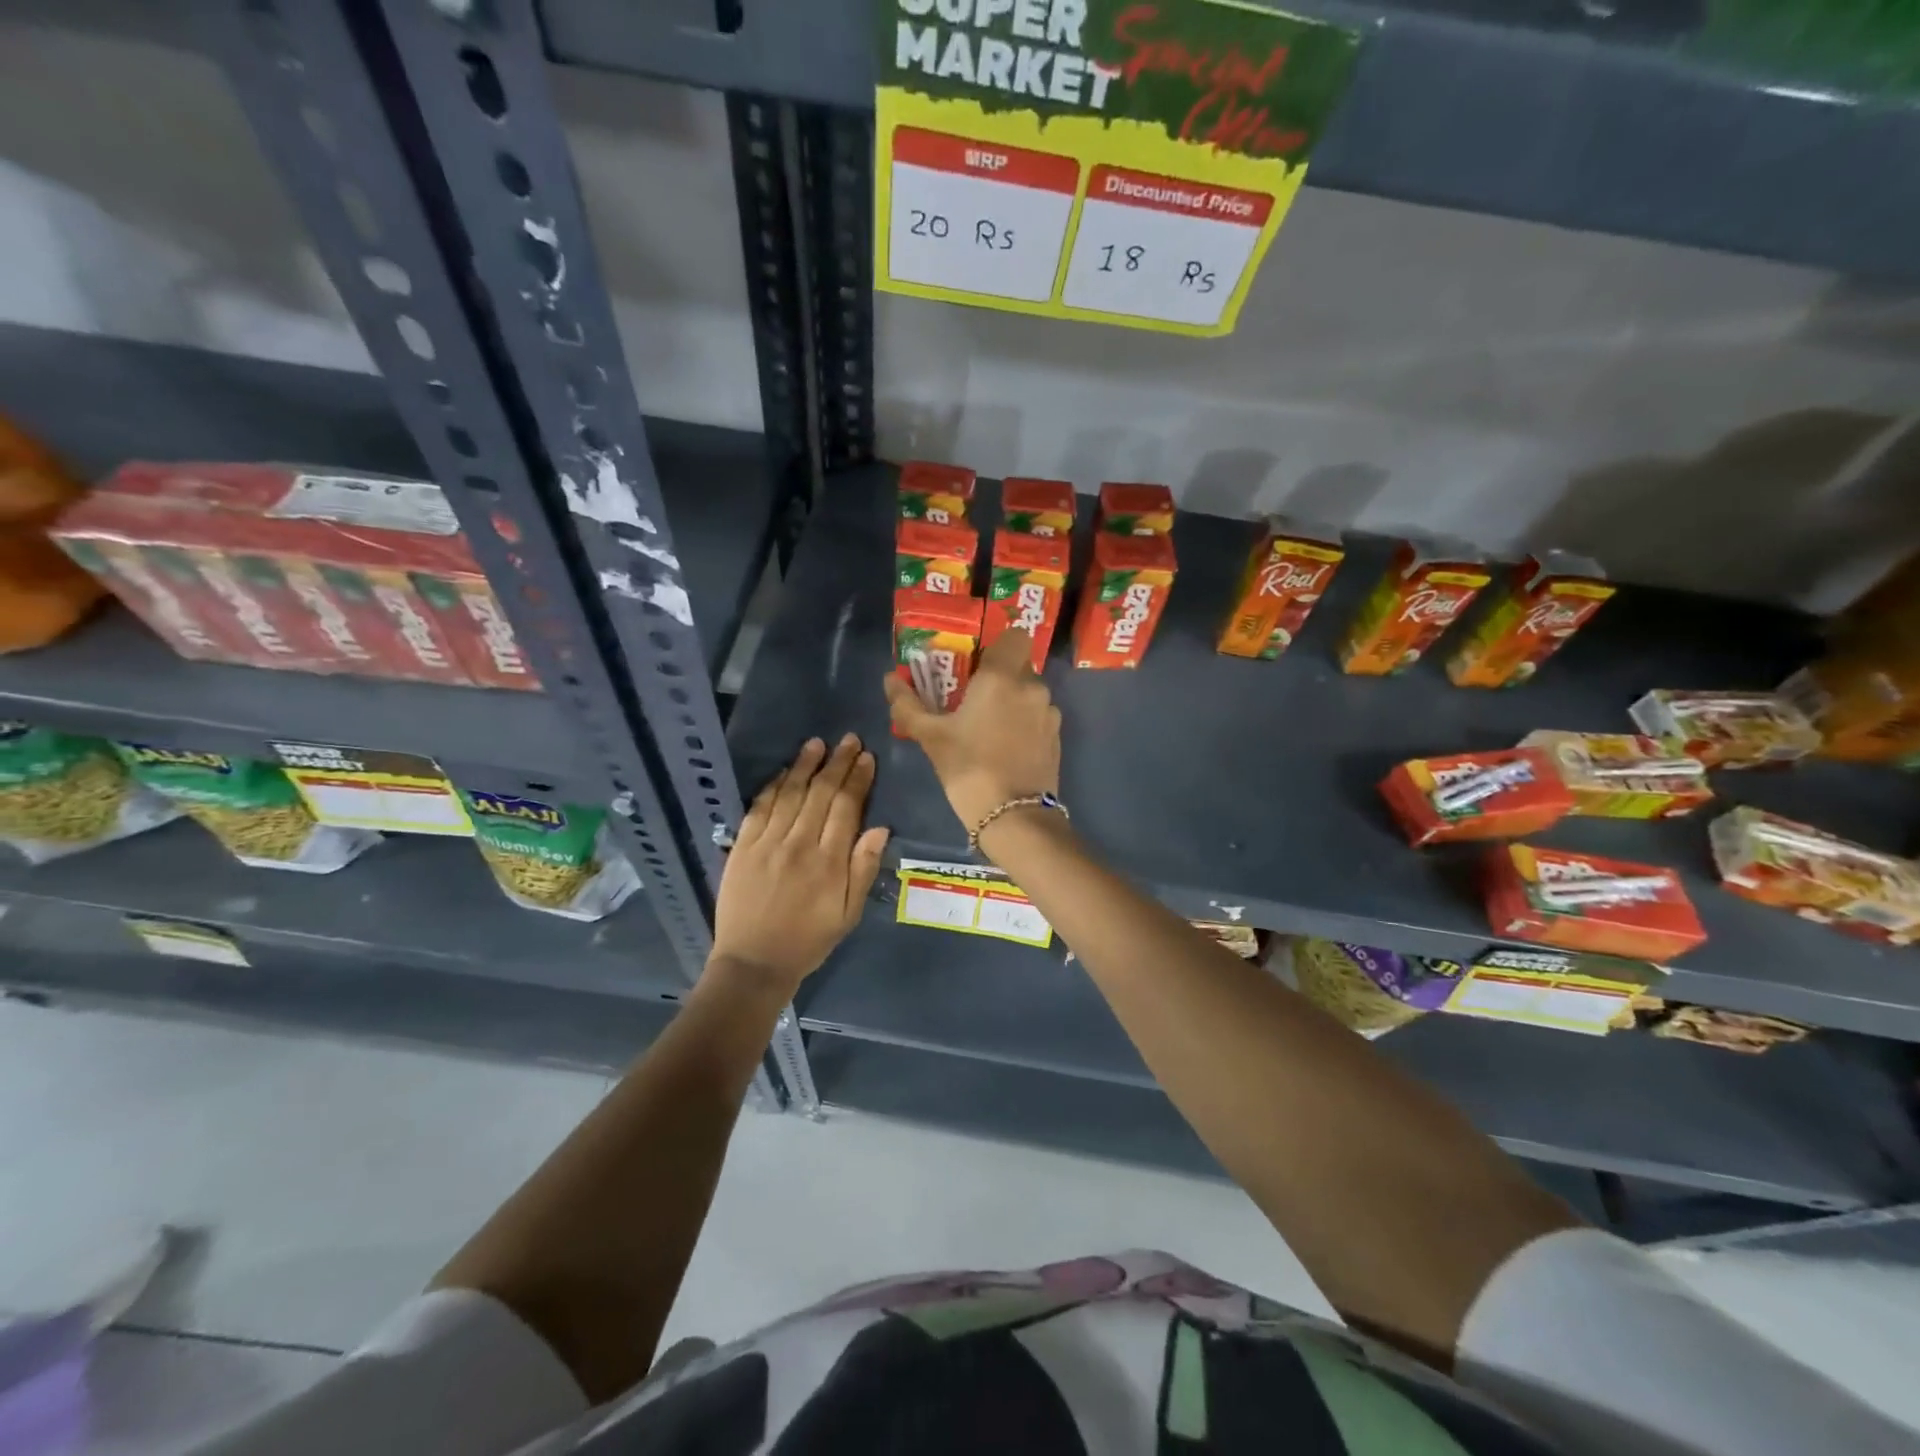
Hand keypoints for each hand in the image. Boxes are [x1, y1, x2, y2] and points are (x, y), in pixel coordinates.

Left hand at [709, 735, 888, 995]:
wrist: (753, 962)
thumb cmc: (809, 940)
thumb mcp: (848, 914)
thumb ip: (863, 869)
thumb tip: (880, 828)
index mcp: (828, 862)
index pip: (847, 807)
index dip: (858, 779)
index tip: (867, 758)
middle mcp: (798, 844)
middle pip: (821, 793)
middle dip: (837, 763)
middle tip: (849, 740)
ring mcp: (767, 843)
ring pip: (790, 793)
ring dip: (805, 765)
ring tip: (818, 743)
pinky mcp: (742, 847)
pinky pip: (760, 807)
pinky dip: (774, 786)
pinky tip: (785, 771)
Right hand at [884, 627, 1061, 833]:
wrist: (1014, 817)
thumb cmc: (969, 768)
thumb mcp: (930, 737)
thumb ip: (908, 705)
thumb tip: (889, 679)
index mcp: (1003, 677)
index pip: (1015, 636)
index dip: (997, 645)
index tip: (976, 664)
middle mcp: (1033, 687)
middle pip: (1019, 666)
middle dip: (998, 677)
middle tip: (971, 699)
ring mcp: (1049, 713)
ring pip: (1029, 693)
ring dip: (1011, 701)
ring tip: (987, 728)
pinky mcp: (1056, 738)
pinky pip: (1037, 716)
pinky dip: (1023, 723)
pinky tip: (1005, 748)